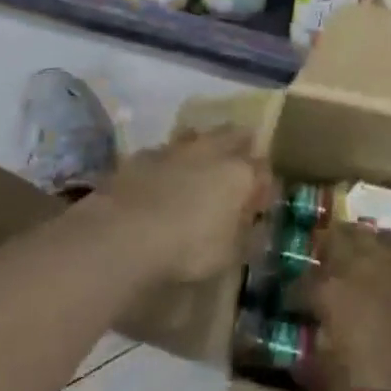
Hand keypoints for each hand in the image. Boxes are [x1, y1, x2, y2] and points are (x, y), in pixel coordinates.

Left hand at [100, 125, 272, 284]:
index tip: (261, 202)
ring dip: (204, 147)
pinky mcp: (144, 153)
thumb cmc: (188, 248)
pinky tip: (164, 176)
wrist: (125, 232)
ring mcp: (176, 147)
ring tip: (201, 166)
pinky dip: (171, 160)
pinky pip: (166, 150)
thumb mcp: (229, 254)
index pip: (264, 170)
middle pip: (235, 136)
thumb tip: (257, 223)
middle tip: (238, 167)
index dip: (265, 186)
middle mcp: (211, 150)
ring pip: (199, 136)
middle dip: (241, 147)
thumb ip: (248, 234)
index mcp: (240, 173)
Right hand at [302, 223, 390, 390]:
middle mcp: (346, 262)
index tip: (289, 306)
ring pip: (353, 231)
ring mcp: (377, 252)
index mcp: (326, 290)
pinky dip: (379, 242)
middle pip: (324, 242)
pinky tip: (380, 252)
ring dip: (346, 239)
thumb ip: (316, 369)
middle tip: (320, 268)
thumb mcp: (343, 378)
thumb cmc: (386, 363)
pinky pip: (386, 237)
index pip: (297, 288)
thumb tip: (296, 367)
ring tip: (346, 252)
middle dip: (318, 252)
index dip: (290, 297)